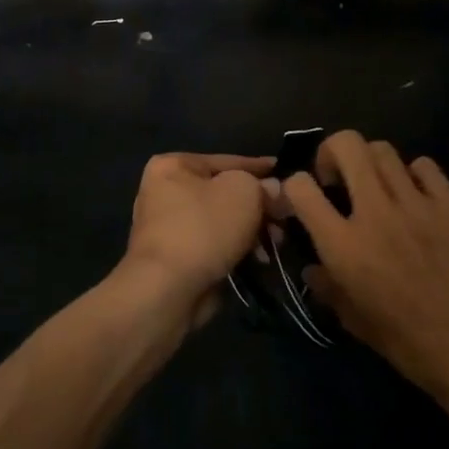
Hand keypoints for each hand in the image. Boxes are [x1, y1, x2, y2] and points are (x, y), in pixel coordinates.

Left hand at [114, 153, 274, 329]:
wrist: (168, 288)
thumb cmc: (204, 227)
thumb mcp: (243, 192)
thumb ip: (262, 186)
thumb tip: (271, 190)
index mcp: (173, 165)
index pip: (226, 161)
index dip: (259, 168)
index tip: (284, 173)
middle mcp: (165, 192)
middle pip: (224, 193)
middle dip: (258, 207)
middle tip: (284, 220)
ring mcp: (167, 227)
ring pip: (222, 221)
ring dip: (252, 231)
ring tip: (275, 244)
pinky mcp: (175, 258)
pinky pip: (214, 245)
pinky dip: (236, 250)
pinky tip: (258, 261)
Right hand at [285, 131, 448, 401]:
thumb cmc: (409, 344)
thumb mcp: (353, 320)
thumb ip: (326, 285)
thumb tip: (313, 265)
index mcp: (344, 246)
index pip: (301, 188)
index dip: (295, 185)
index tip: (304, 198)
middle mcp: (376, 214)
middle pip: (347, 145)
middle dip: (332, 151)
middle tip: (338, 178)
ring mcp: (418, 205)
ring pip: (384, 149)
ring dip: (371, 163)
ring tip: (377, 187)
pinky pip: (425, 166)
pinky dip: (413, 175)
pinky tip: (417, 198)